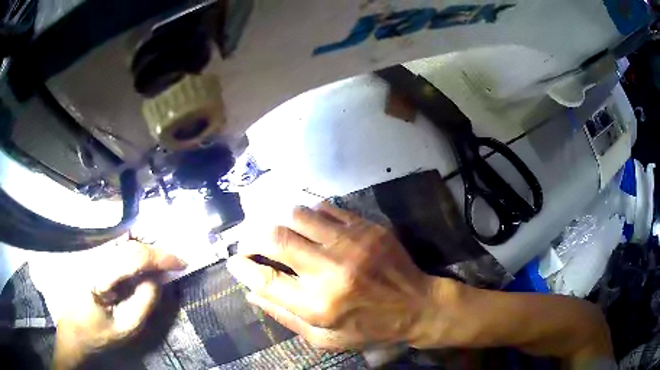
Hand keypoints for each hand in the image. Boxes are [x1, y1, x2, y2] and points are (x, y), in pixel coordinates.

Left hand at [53, 236, 185, 369]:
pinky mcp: (87, 255)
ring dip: (144, 247)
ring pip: (121, 240)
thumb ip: (144, 302)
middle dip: (154, 249)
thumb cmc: (97, 335)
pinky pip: (114, 246)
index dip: (160, 256)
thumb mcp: (126, 328)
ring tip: (161, 262)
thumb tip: (158, 278)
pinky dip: (132, 249)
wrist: (71, 332)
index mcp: (97, 276)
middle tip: (174, 263)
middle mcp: (91, 256)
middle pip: (128, 242)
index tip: (181, 262)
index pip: (133, 256)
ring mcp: (87, 253)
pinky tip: (141, 260)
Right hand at [227, 203, 462, 349]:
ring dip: (279, 222)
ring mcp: (350, 243)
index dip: (242, 267)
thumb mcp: (324, 337)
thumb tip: (251, 292)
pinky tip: (307, 225)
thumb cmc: (369, 327)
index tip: (234, 262)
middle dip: (250, 238)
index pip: (264, 279)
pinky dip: (308, 214)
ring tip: (279, 234)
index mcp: (318, 304)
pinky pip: (325, 208)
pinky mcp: (366, 227)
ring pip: (297, 215)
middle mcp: (330, 269)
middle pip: (274, 238)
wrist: (417, 305)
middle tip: (248, 243)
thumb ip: (285, 316)